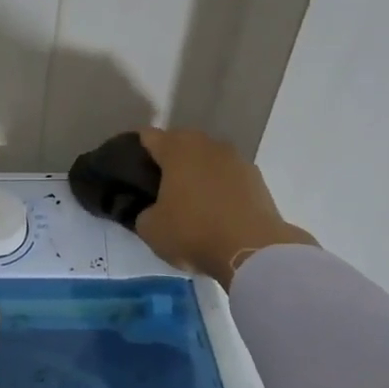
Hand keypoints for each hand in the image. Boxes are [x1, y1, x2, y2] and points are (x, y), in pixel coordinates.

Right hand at [134, 127, 314, 288]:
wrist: (252, 250)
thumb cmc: (192, 232)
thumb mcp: (151, 228)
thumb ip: (144, 211)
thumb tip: (151, 210)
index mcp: (176, 149)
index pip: (149, 136)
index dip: (137, 148)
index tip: (130, 165)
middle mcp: (207, 145)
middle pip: (181, 142)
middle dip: (170, 158)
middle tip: (158, 183)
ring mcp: (237, 160)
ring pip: (208, 158)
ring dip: (198, 171)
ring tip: (190, 197)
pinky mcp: (258, 179)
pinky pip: (229, 176)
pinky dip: (220, 186)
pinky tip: (216, 209)